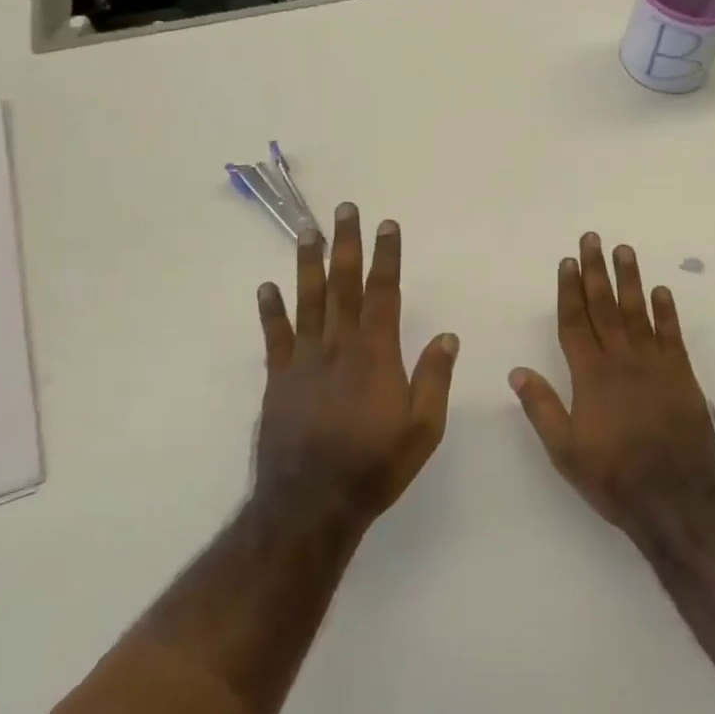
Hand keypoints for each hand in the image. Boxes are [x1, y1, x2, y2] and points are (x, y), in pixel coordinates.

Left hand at [254, 203, 457, 526]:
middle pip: (343, 285)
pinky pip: (275, 337)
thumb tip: (448, 336)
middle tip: (345, 209)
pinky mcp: (278, 380)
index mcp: (376, 354)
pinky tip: (266, 288)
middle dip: (346, 244)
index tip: (387, 225)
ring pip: (307, 301)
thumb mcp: (423, 429)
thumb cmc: (374, 466)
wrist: (310, 504)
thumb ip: (434, 379)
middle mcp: (338, 347)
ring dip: (308, 264)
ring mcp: (304, 361)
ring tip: (307, 231)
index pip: (383, 293)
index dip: (387, 257)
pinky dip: (271, 311)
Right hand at [511, 232, 714, 535]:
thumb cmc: (614, 477)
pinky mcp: (682, 375)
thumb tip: (517, 370)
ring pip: (638, 312)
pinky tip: (661, 290)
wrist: (677, 499)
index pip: (575, 322)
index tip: (567, 262)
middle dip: (596, 271)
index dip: (569, 290)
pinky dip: (666, 311)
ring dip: (630, 279)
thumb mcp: (565, 451)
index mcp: (590, 376)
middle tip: (593, 238)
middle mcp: (622, 361)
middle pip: (605, 306)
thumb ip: (541, 408)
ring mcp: (655, 365)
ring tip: (624, 250)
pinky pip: (672, 335)